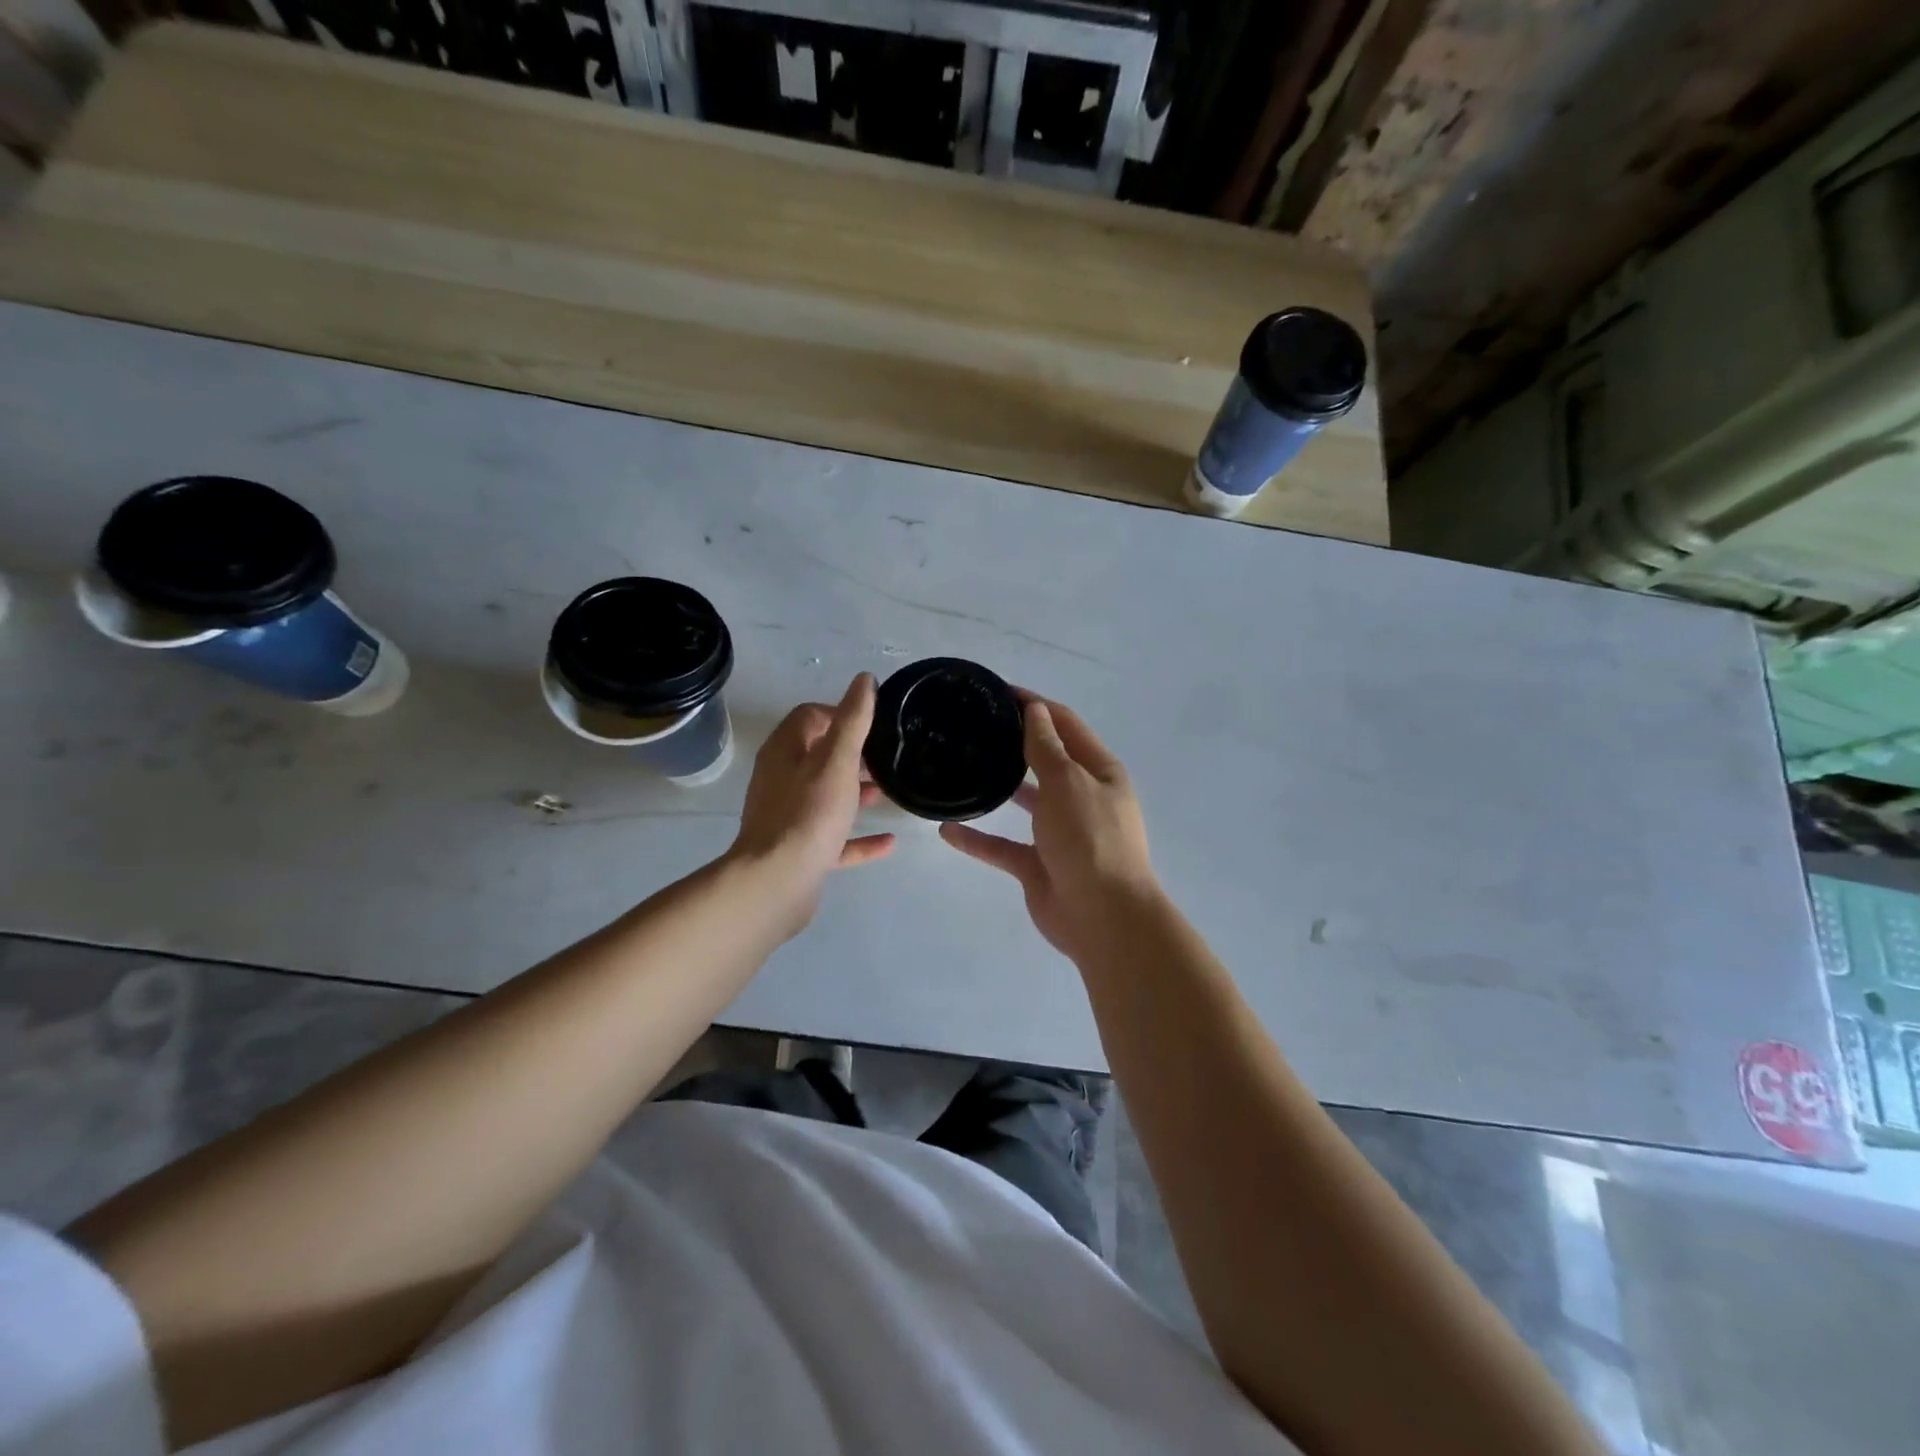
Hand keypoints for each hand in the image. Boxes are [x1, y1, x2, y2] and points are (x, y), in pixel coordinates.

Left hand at [729, 673, 894, 936]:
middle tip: (886, 759)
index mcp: (784, 752)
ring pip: (826, 797)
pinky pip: (833, 838)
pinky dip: (858, 837)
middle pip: (818, 756)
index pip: (809, 717)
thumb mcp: (837, 760)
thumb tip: (863, 679)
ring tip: (889, 793)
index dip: (840, 713)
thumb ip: (852, 720)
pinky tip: (889, 842)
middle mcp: (781, 780)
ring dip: (856, 793)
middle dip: (853, 755)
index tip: (873, 725)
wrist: (777, 882)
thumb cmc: (809, 813)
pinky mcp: (800, 852)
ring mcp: (789, 818)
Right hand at [940, 695, 1158, 962]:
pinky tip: (947, 829)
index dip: (1035, 705)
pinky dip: (978, 839)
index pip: (1064, 725)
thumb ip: (1046, 748)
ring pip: (1025, 802)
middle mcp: (1081, 797)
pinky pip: (1002, 845)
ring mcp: (1059, 833)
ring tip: (961, 768)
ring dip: (998, 787)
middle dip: (1014, 743)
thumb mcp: (1068, 783)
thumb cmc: (1091, 840)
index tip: (998, 692)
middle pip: (1045, 760)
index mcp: (1099, 771)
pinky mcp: (1038, 865)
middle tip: (973, 727)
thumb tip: (1034, 710)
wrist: (1104, 918)